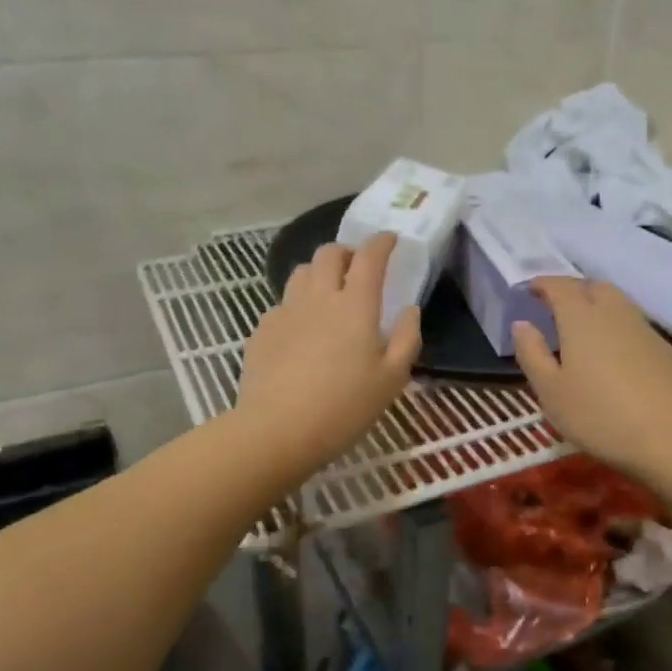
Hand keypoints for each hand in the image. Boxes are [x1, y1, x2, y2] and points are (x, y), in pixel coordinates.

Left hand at [232, 235, 420, 478]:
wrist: (277, 430)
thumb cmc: (344, 407)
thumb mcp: (392, 379)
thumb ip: (407, 338)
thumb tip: (409, 310)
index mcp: (355, 305)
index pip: (370, 256)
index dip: (382, 242)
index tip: (391, 240)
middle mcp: (318, 297)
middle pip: (329, 253)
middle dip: (347, 251)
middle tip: (357, 267)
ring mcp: (285, 310)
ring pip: (301, 272)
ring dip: (318, 272)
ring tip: (328, 292)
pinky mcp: (262, 329)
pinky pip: (282, 303)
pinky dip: (297, 304)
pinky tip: (301, 329)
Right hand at [511, 278, 671, 479]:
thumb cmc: (600, 416)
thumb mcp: (551, 391)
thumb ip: (532, 353)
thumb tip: (522, 324)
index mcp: (581, 318)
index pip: (560, 286)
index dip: (543, 284)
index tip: (530, 290)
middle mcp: (614, 313)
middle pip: (593, 286)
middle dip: (572, 289)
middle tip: (556, 306)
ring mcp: (644, 329)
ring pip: (617, 302)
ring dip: (597, 304)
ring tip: (582, 326)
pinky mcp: (665, 349)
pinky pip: (633, 323)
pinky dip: (616, 325)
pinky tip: (613, 351)